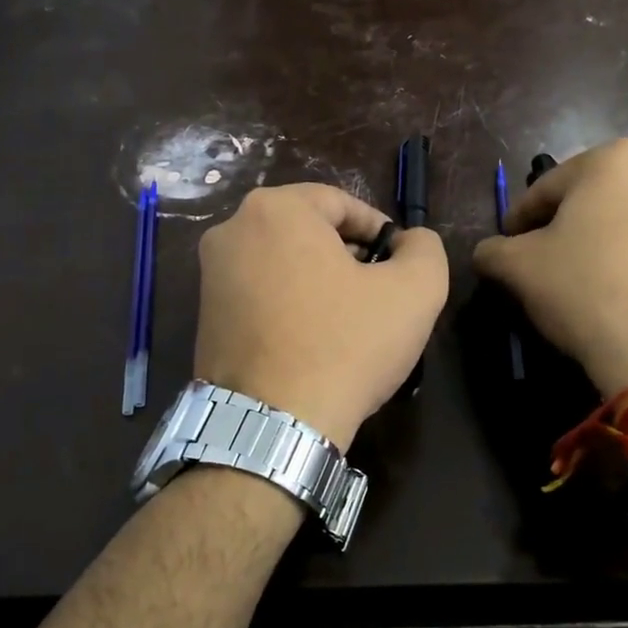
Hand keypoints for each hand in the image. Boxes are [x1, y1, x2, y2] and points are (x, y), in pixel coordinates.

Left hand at [195, 184, 447, 450]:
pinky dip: (289, 306)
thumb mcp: (415, 291)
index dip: (379, 231)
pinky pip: (258, 295)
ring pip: (282, 263)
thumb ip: (424, 249)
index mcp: (275, 209)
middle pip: (307, 231)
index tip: (398, 264)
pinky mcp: (203, 316)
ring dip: (319, 282)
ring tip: (349, 322)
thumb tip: (410, 241)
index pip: (341, 203)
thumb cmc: (346, 345)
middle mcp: (231, 230)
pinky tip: (313, 342)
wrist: (273, 424)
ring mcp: (210, 275)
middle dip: (348, 256)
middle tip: (377, 293)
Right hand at [473, 139, 627, 396]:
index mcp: (612, 158)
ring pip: (620, 220)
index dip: (517, 221)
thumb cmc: (584, 289)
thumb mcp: (518, 267)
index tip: (503, 248)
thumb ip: (492, 250)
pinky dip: (625, 258)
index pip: (543, 189)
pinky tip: (609, 290)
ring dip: (593, 241)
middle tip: (537, 262)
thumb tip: (489, 252)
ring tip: (572, 279)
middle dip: (560, 227)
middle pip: (587, 199)